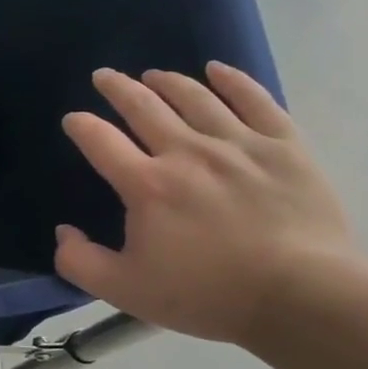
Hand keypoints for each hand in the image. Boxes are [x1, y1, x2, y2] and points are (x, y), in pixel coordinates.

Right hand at [54, 62, 355, 344]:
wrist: (303, 298)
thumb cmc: (208, 294)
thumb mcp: (124, 290)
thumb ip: (78, 261)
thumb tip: (64, 230)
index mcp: (147, 185)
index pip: (100, 141)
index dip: (81, 126)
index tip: (73, 120)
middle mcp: (186, 152)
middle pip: (144, 106)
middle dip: (118, 88)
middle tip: (104, 76)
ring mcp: (238, 145)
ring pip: (195, 98)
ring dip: (168, 82)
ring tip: (154, 75)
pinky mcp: (284, 147)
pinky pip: (256, 100)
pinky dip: (233, 81)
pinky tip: (218, 70)